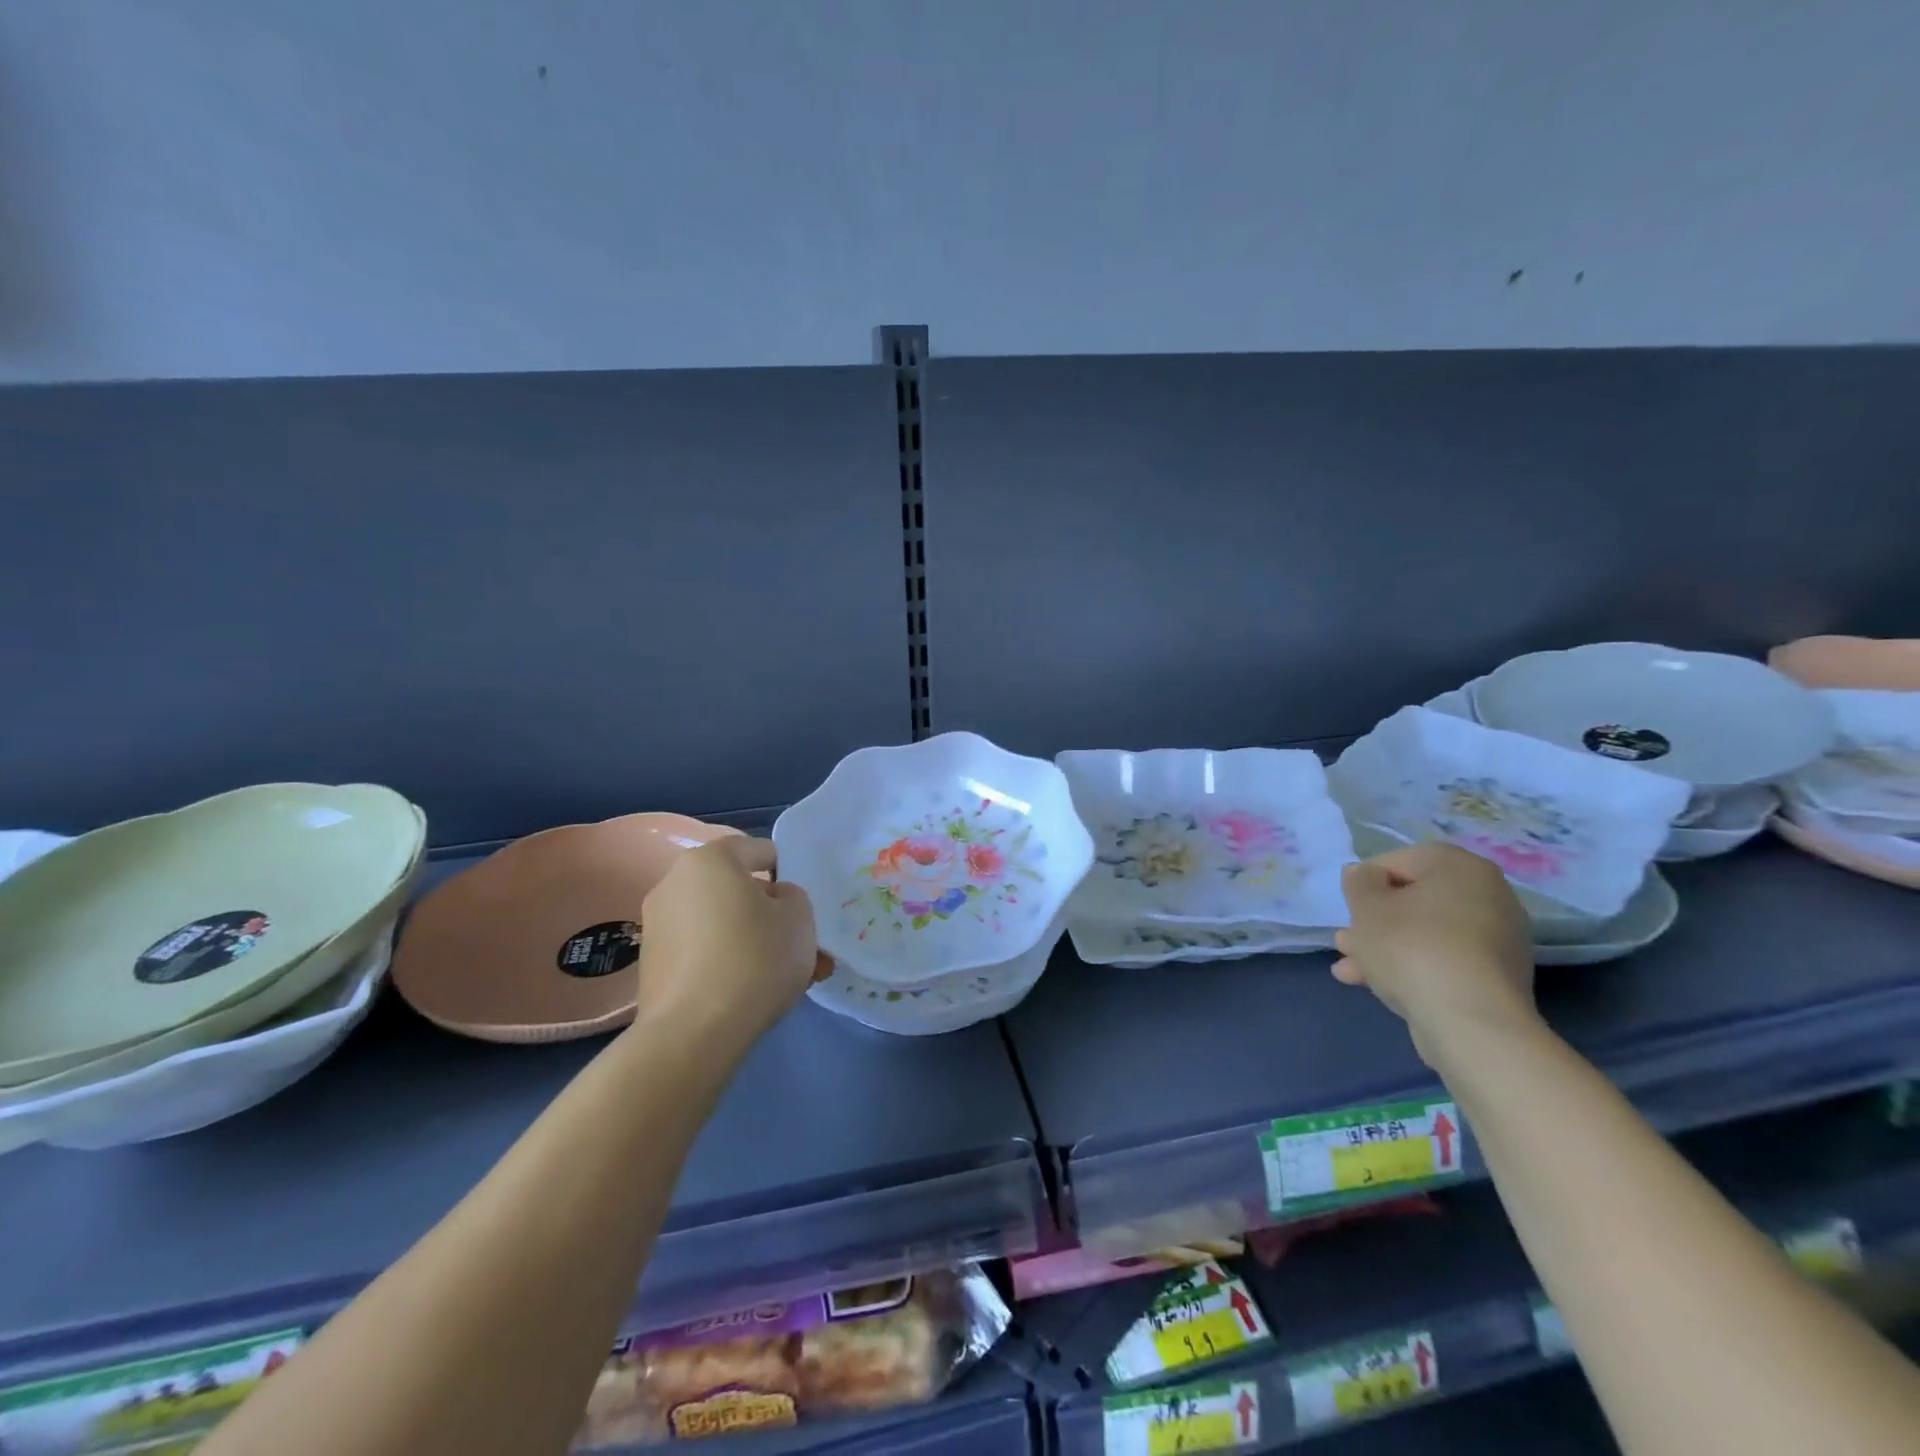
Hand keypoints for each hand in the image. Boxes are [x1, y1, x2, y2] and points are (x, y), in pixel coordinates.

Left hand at [635, 836, 830, 1052]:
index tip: (801, 903)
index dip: (786, 871)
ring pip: (719, 924)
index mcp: (710, 860)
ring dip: (749, 941)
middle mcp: (674, 883)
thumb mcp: (799, 918)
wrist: (694, 1032)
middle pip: (735, 889)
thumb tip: (772, 900)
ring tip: (780, 976)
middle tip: (795, 942)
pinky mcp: (651, 965)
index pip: (758, 850)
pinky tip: (749, 992)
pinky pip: (701, 951)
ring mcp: (656, 925)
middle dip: (767, 913)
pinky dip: (725, 963)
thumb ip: (792, 897)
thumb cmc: (755, 958)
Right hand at [1333, 842, 1537, 1065]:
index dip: (1364, 883)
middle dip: (1374, 921)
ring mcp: (1498, 939)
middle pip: (1413, 900)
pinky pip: (1444, 959)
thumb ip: (1359, 882)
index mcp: (1460, 866)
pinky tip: (1376, 985)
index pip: (1398, 861)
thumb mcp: (1367, 906)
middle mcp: (1489, 894)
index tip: (1349, 909)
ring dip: (1385, 946)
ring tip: (1349, 968)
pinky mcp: (1496, 977)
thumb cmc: (1411, 947)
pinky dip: (1412, 966)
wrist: (1470, 1023)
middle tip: (1346, 940)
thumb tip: (1365, 875)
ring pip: (1425, 933)